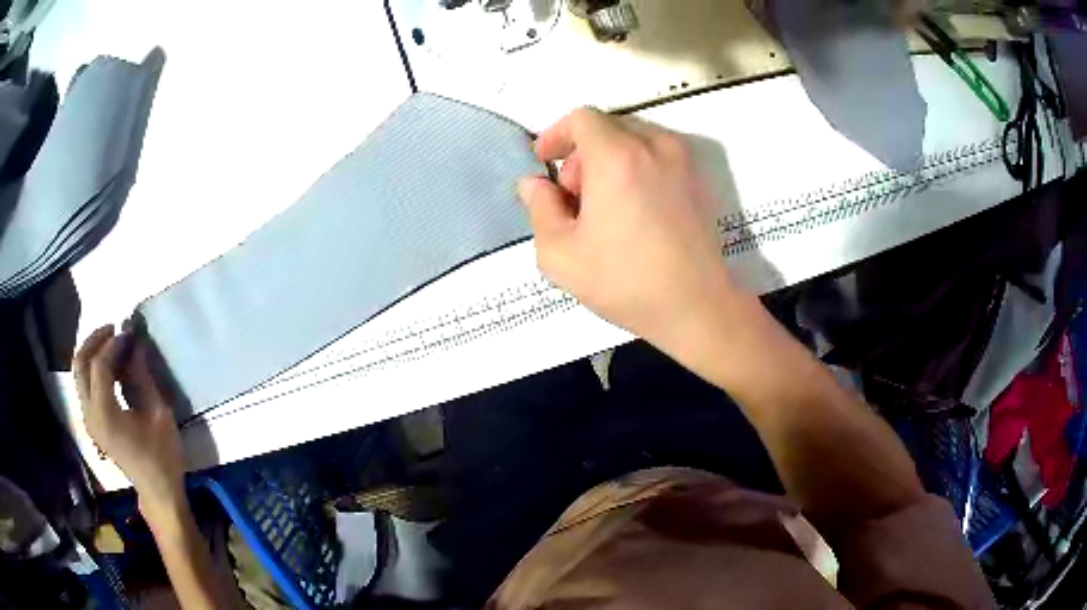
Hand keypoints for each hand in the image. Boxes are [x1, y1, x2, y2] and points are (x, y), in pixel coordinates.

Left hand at [75, 325, 185, 510]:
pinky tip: (112, 366)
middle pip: (80, 364)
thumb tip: (135, 344)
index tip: (130, 334)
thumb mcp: (158, 414)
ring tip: (114, 344)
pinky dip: (94, 368)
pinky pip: (85, 385)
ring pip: (79, 373)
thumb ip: (142, 377)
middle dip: (95, 340)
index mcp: (106, 415)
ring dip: (93, 352)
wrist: (157, 492)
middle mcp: (90, 415)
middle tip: (115, 329)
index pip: (99, 365)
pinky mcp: (92, 422)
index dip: (113, 344)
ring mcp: (89, 420)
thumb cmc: (162, 456)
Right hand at [517, 108, 738, 349]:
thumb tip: (534, 183)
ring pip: (633, 140)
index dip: (556, 134)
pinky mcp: (699, 179)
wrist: (697, 306)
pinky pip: (657, 155)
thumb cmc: (626, 282)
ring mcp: (683, 161)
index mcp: (618, 157)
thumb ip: (540, 209)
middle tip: (574, 199)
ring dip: (609, 161)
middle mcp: (655, 146)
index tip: (545, 161)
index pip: (581, 118)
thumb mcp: (561, 254)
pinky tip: (633, 211)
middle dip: (581, 155)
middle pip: (607, 127)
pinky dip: (636, 167)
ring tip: (604, 208)